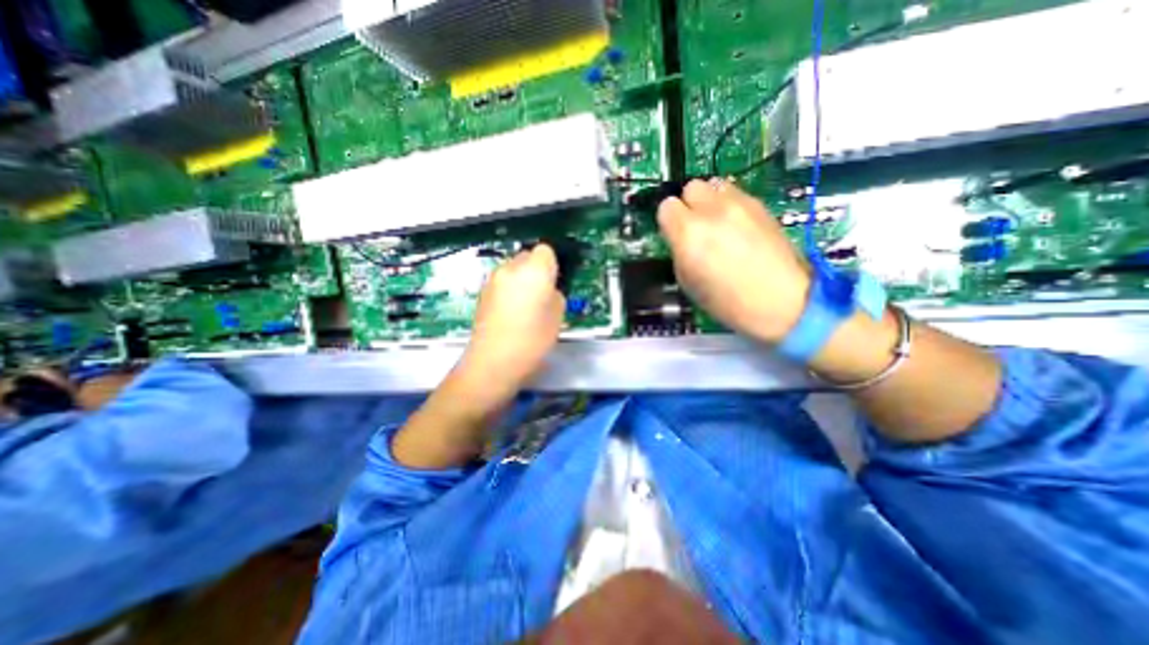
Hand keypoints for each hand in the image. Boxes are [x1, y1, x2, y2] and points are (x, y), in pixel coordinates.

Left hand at [456, 243, 567, 401]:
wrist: (493, 361)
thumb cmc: (532, 340)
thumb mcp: (558, 317)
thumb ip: (555, 295)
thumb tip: (548, 290)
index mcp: (534, 270)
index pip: (546, 251)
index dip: (552, 265)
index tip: (555, 282)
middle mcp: (511, 268)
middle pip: (527, 256)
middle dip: (536, 270)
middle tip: (542, 294)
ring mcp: (493, 279)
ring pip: (513, 269)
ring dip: (521, 279)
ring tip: (525, 305)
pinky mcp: (482, 292)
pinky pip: (502, 282)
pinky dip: (508, 290)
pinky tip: (510, 312)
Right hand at [660, 178, 810, 343]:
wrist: (780, 302)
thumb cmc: (727, 301)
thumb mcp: (687, 280)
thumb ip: (679, 249)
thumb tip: (680, 236)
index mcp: (689, 233)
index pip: (666, 206)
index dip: (669, 221)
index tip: (674, 233)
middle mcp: (712, 211)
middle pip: (690, 187)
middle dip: (689, 205)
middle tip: (695, 227)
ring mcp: (739, 204)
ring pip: (714, 185)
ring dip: (709, 201)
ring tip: (716, 224)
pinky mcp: (760, 205)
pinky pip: (734, 194)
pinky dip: (729, 205)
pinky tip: (736, 227)